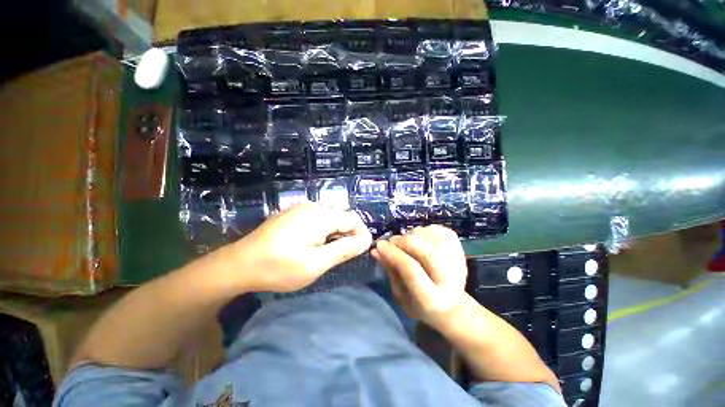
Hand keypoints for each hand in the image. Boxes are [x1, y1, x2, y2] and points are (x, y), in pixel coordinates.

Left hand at [235, 203, 372, 291]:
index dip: (361, 234)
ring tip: (327, 252)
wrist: (239, 264)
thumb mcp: (315, 263)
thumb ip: (344, 250)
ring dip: (335, 233)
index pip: (353, 219)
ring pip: (329, 218)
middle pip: (341, 217)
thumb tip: (366, 240)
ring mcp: (300, 208)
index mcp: (320, 216)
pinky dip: (322, 230)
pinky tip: (313, 244)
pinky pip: (316, 218)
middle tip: (341, 256)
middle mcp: (312, 206)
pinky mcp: (292, 213)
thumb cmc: (278, 267)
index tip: (360, 251)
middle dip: (347, 235)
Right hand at [371, 225, 467, 328]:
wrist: (451, 304)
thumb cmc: (420, 304)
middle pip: (424, 249)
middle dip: (402, 241)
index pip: (411, 268)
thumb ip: (390, 270)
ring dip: (411, 235)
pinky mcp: (459, 247)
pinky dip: (424, 230)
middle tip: (391, 242)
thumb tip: (376, 250)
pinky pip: (437, 229)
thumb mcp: (400, 294)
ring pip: (430, 236)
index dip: (393, 253)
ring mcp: (458, 260)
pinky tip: (419, 239)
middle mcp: (450, 279)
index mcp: (433, 299)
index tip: (379, 245)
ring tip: (405, 243)